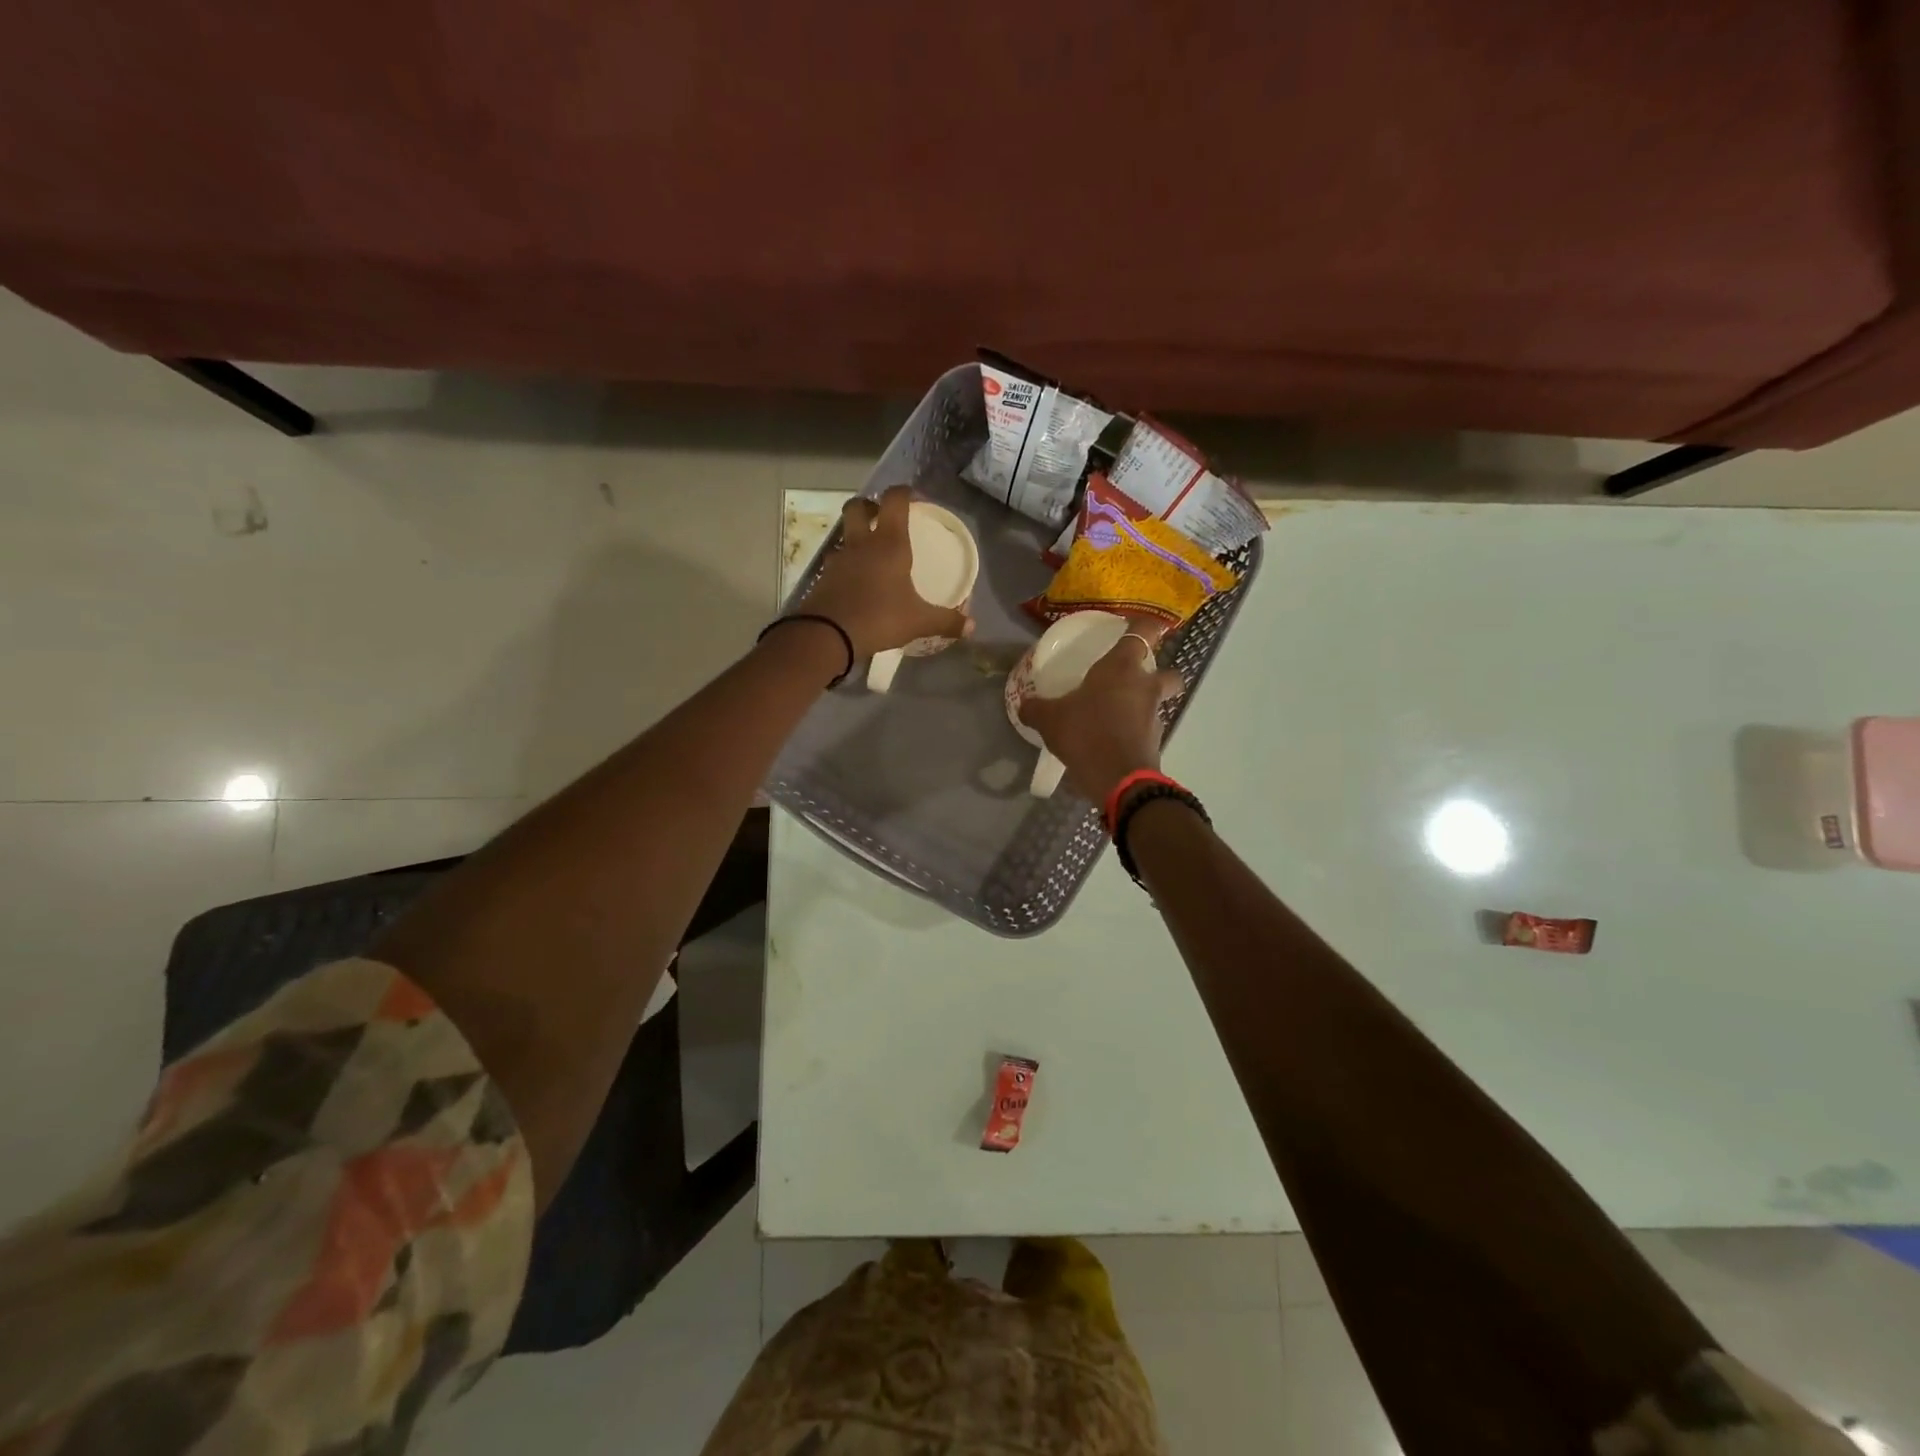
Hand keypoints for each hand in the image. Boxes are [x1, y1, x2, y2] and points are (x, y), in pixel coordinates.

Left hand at [796, 486, 971, 659]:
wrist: (828, 634)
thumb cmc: (879, 617)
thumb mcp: (919, 621)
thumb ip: (946, 621)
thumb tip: (971, 626)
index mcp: (889, 543)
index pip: (894, 500)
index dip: (904, 492)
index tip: (915, 498)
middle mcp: (861, 544)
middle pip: (858, 506)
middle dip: (869, 506)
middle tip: (882, 518)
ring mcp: (838, 559)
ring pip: (844, 534)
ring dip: (855, 536)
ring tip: (870, 553)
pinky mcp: (823, 578)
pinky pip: (835, 561)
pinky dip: (845, 564)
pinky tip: (855, 581)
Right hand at [1019, 628, 1185, 802]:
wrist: (1118, 780)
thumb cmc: (1086, 734)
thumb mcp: (1050, 720)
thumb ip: (1036, 709)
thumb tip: (1023, 704)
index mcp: (1122, 668)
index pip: (1144, 631)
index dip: (1145, 624)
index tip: (1136, 625)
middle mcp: (1145, 687)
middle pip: (1168, 671)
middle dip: (1158, 673)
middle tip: (1134, 680)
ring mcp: (1154, 716)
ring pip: (1157, 702)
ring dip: (1143, 705)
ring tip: (1115, 715)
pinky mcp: (1155, 743)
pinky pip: (1146, 730)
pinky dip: (1134, 732)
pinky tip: (1112, 740)